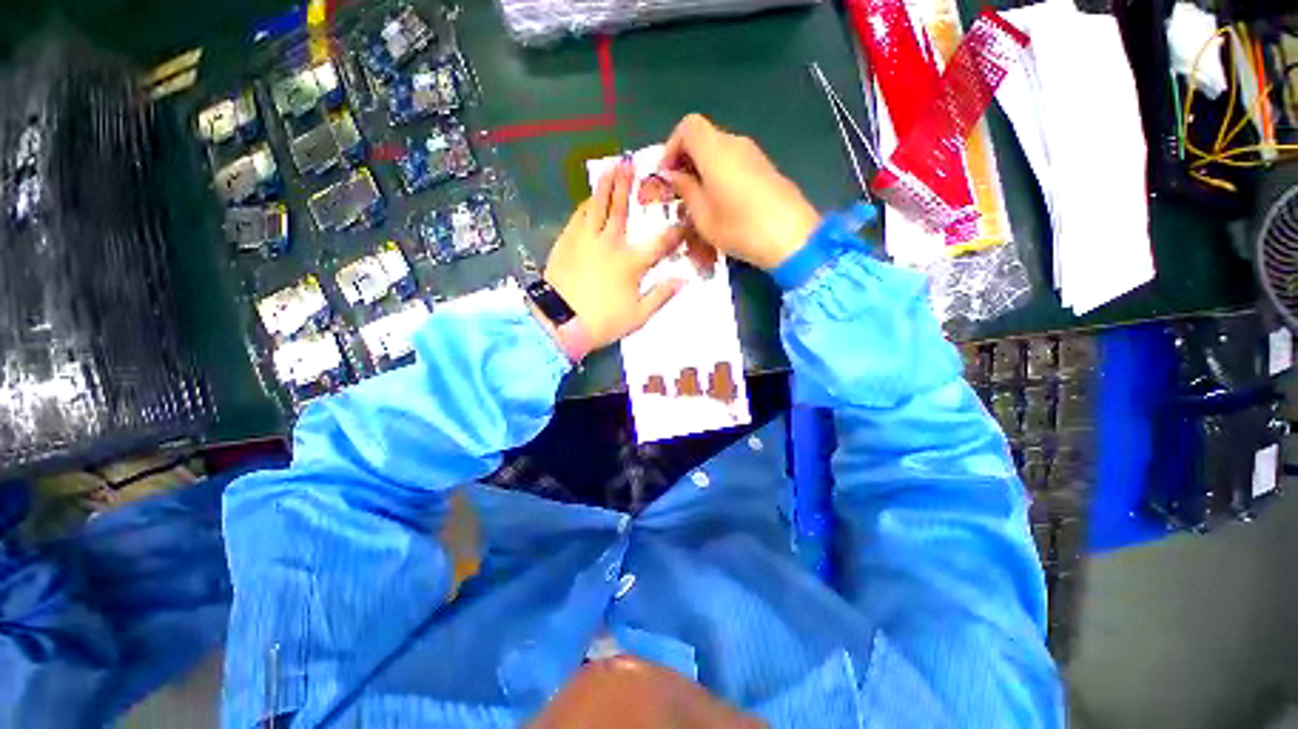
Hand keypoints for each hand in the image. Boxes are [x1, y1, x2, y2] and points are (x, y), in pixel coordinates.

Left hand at [543, 158, 684, 350]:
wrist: (560, 322)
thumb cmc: (603, 321)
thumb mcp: (638, 316)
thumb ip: (661, 296)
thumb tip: (683, 280)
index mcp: (630, 263)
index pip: (659, 243)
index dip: (676, 232)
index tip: (685, 220)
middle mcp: (609, 244)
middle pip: (621, 210)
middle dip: (628, 186)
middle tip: (631, 163)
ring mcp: (585, 240)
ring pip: (596, 206)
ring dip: (605, 186)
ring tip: (610, 168)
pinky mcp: (566, 242)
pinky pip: (578, 217)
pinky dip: (585, 205)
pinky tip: (588, 199)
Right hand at [660, 114, 820, 270]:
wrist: (791, 237)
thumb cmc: (740, 228)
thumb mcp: (703, 216)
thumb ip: (686, 190)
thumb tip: (675, 175)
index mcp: (715, 151)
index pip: (688, 126)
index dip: (671, 146)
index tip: (666, 174)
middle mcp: (735, 143)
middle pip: (704, 137)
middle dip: (686, 160)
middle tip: (679, 190)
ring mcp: (754, 154)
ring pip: (719, 151)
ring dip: (703, 169)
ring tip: (698, 200)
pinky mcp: (766, 168)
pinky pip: (735, 162)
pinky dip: (720, 174)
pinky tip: (721, 202)